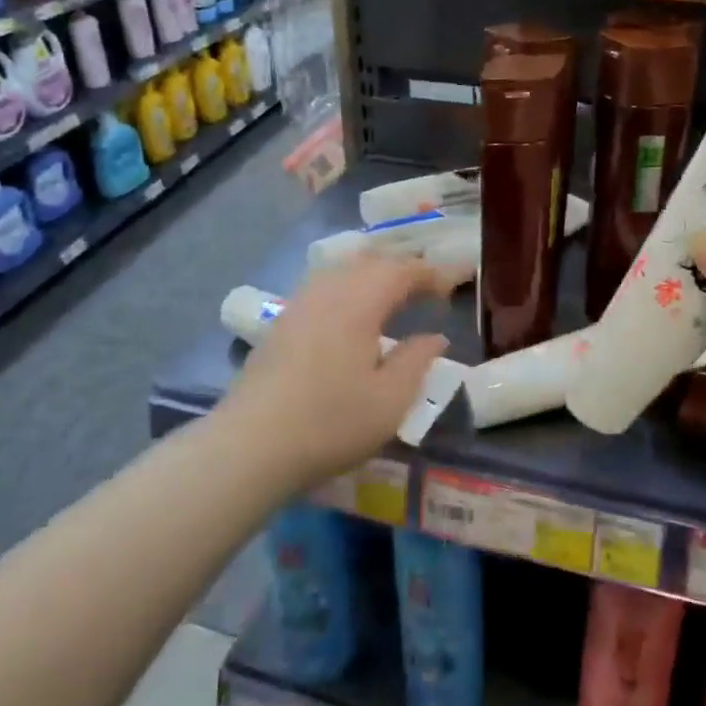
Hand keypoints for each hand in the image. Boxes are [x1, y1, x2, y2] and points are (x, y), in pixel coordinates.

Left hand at [220, 255, 450, 487]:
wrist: (251, 443)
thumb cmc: (330, 422)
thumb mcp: (390, 400)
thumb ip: (417, 361)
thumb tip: (435, 337)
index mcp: (359, 300)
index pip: (402, 270)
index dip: (431, 274)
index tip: (453, 286)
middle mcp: (328, 289)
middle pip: (371, 262)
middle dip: (403, 269)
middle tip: (428, 289)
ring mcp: (300, 302)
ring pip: (343, 270)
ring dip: (374, 276)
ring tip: (393, 296)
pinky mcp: (282, 321)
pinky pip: (324, 286)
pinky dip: (349, 288)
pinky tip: (351, 314)